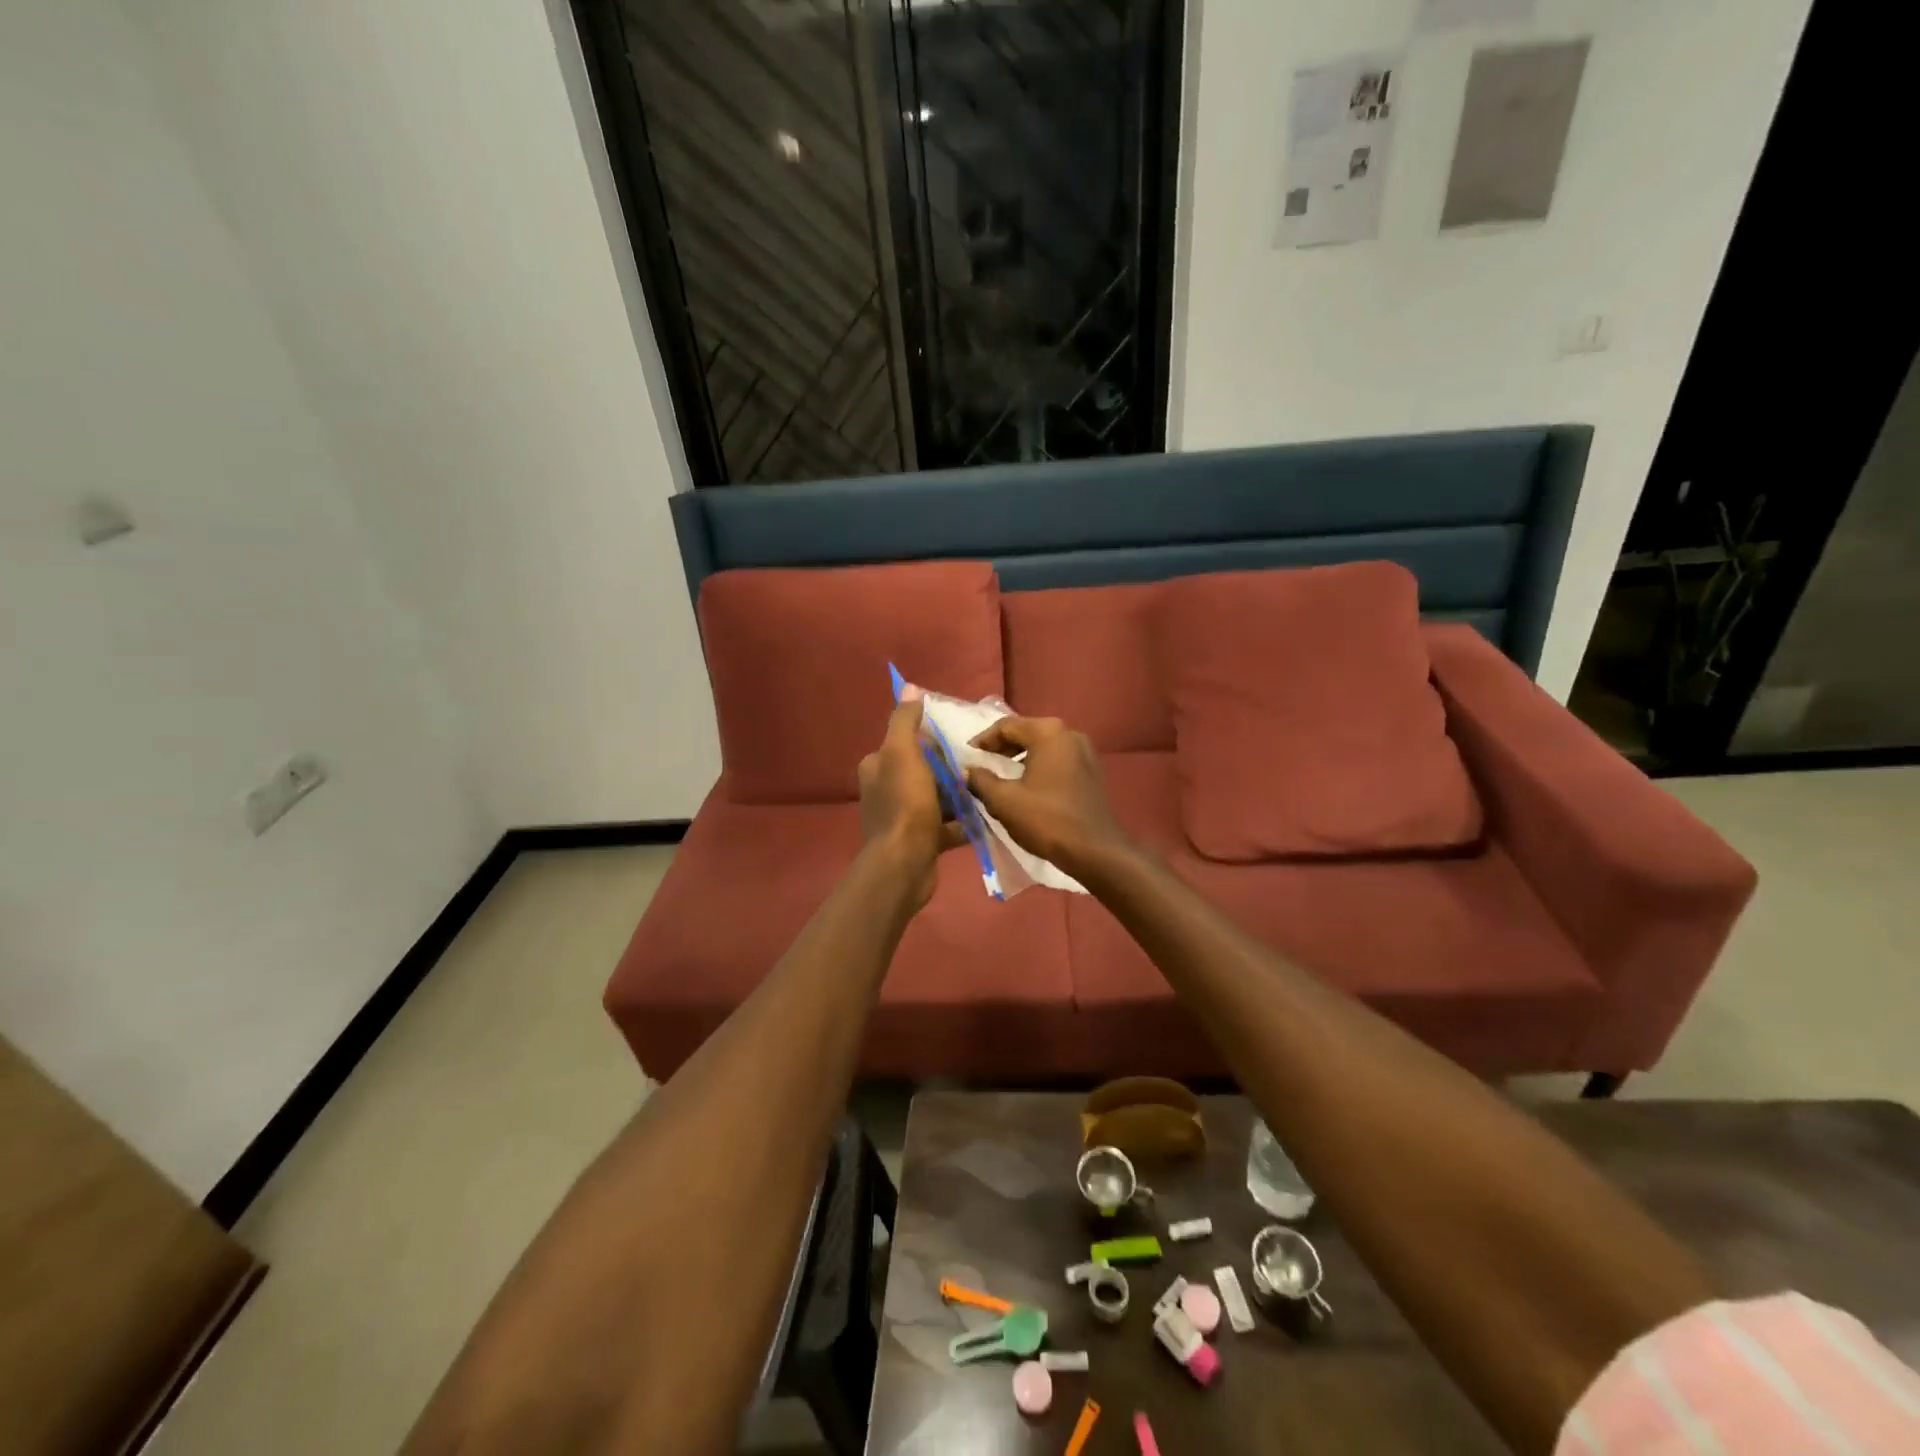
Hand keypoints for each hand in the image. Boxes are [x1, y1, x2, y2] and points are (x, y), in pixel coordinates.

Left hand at [858, 693, 964, 910]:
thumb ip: (905, 720)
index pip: (906, 742)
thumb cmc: (905, 803)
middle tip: (979, 764)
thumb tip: (908, 687)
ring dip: (959, 794)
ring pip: (936, 798)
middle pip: (924, 770)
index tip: (959, 739)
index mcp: (877, 766)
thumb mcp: (902, 752)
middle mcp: (885, 790)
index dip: (931, 739)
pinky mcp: (920, 841)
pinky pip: (946, 825)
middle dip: (949, 768)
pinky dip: (963, 822)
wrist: (905, 864)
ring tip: (987, 788)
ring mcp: (903, 818)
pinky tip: (985, 817)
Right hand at [965, 716, 1130, 879]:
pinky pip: (1058, 761)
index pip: (1006, 726)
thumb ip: (980, 780)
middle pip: (1027, 733)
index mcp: (1048, 733)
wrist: (1095, 851)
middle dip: (1001, 748)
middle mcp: (1070, 734)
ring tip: (1000, 777)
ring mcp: (1086, 752)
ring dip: (1020, 758)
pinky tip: (1027, 787)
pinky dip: (1039, 768)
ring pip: (1043, 747)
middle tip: (981, 765)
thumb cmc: (1046, 820)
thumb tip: (967, 771)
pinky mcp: (1092, 772)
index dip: (983, 741)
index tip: (967, 757)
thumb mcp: (1004, 801)